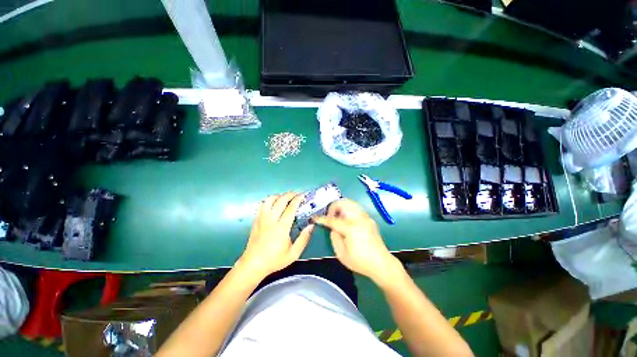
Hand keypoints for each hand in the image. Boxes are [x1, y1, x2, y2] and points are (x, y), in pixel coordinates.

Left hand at [237, 193, 313, 278]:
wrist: (253, 264)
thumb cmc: (274, 260)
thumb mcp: (293, 253)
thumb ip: (303, 239)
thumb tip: (311, 226)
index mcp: (281, 228)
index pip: (290, 209)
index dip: (297, 200)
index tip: (302, 196)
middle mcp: (271, 220)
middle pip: (280, 200)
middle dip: (289, 194)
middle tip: (296, 195)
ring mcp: (261, 219)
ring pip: (269, 200)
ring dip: (279, 196)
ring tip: (285, 199)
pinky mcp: (256, 220)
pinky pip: (262, 205)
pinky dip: (269, 201)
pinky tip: (274, 204)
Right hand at [312, 199, 401, 285]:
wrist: (382, 264)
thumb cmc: (360, 261)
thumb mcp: (342, 254)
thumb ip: (334, 238)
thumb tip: (332, 228)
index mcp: (351, 228)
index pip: (333, 220)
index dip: (322, 219)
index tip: (315, 218)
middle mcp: (359, 218)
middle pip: (344, 203)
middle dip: (333, 206)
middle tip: (330, 216)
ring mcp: (366, 217)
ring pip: (351, 203)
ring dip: (341, 206)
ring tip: (338, 217)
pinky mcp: (370, 219)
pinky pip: (356, 208)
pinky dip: (349, 209)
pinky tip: (347, 220)